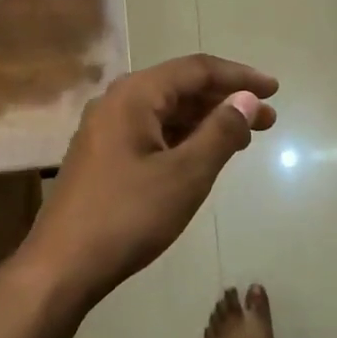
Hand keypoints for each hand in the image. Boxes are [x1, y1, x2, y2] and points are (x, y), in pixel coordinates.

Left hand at [28, 55, 276, 306]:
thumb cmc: (128, 216)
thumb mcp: (186, 174)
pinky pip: (153, 132)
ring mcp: (106, 130)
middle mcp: (117, 102)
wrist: (61, 268)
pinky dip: (184, 139)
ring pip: (167, 112)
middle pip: (181, 88)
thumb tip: (248, 99)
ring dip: (207, 121)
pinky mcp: (103, 156)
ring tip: (244, 139)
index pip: (197, 70)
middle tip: (268, 120)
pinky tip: (205, 155)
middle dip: (227, 101)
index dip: (240, 77)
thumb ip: (221, 132)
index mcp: (134, 95)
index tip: (274, 90)